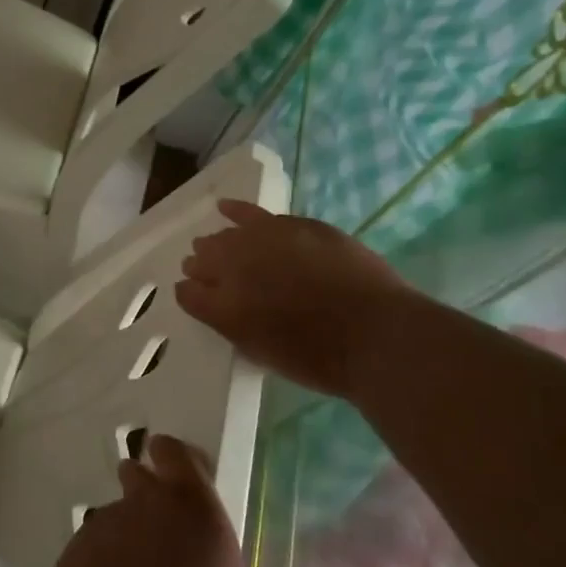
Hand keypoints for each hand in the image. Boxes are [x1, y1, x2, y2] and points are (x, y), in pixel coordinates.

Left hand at [42, 435, 267, 566]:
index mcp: (194, 508)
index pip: (178, 453)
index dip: (179, 460)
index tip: (185, 478)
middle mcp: (145, 502)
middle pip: (139, 473)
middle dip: (147, 489)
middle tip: (164, 532)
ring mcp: (104, 524)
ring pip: (117, 514)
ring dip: (128, 534)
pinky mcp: (73, 551)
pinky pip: (95, 547)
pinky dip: (105, 564)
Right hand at [175, 200, 408, 397]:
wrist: (377, 334)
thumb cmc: (323, 359)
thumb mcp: (266, 353)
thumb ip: (237, 327)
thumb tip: (222, 308)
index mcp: (225, 309)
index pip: (189, 294)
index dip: (190, 293)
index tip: (196, 296)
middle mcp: (234, 270)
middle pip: (203, 261)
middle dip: (201, 266)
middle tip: (207, 273)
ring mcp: (262, 242)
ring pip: (225, 236)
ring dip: (216, 243)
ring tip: (215, 246)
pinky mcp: (291, 225)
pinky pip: (253, 214)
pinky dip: (237, 211)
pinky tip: (226, 207)